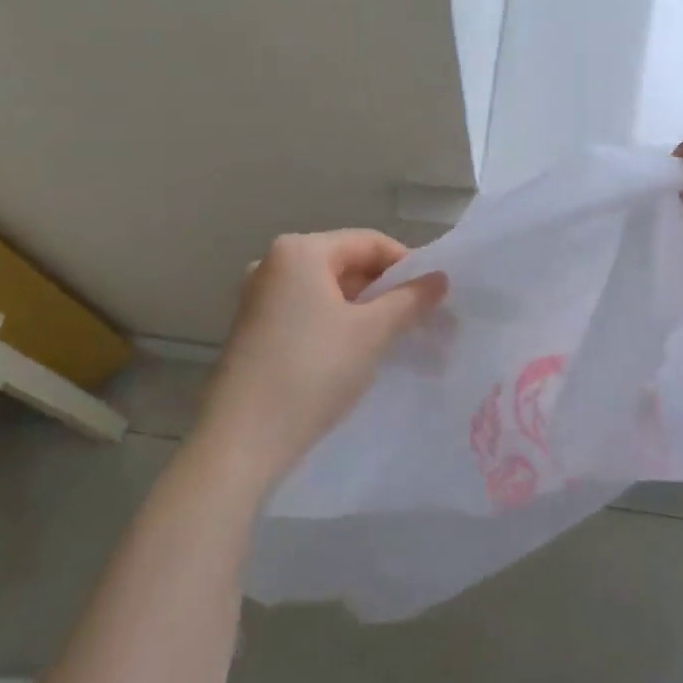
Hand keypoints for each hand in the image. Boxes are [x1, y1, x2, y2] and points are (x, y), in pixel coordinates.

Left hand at [195, 230, 446, 495]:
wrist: (241, 441)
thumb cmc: (312, 372)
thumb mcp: (371, 333)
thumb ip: (409, 300)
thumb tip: (440, 278)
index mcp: (300, 250)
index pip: (368, 242)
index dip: (407, 264)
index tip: (433, 295)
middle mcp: (272, 263)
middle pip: (345, 262)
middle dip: (384, 289)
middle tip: (418, 319)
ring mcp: (258, 296)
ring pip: (325, 290)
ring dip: (361, 308)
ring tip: (391, 337)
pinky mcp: (252, 328)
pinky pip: (305, 311)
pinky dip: (334, 323)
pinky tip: (352, 353)